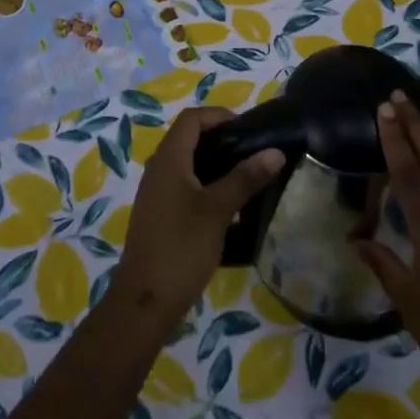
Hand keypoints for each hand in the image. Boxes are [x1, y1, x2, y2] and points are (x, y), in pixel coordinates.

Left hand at [114, 107, 284, 327]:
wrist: (145, 302)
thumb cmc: (181, 248)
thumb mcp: (218, 210)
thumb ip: (245, 178)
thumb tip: (275, 152)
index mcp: (168, 159)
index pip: (192, 118)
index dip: (220, 116)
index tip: (249, 130)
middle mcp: (158, 169)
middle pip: (189, 139)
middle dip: (222, 140)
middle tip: (254, 153)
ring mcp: (157, 194)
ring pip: (188, 164)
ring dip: (216, 165)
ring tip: (248, 178)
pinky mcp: (160, 215)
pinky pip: (185, 187)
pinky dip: (207, 186)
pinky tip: (230, 208)